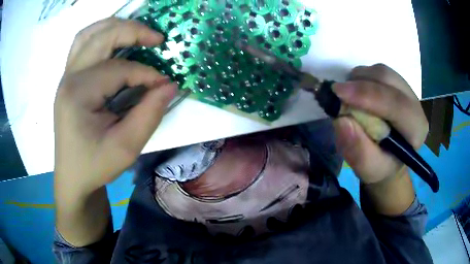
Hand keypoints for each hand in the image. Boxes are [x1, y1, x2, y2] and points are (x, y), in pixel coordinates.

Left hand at [54, 18, 176, 194]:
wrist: (72, 177)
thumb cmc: (95, 166)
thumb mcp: (126, 148)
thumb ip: (149, 114)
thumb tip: (169, 85)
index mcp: (79, 95)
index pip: (119, 70)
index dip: (146, 74)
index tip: (165, 84)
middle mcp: (69, 78)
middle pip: (102, 37)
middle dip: (133, 32)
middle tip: (158, 39)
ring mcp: (66, 76)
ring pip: (89, 34)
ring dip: (115, 26)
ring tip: (137, 31)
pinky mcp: (68, 80)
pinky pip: (82, 44)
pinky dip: (100, 35)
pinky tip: (114, 40)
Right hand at [333, 64, 428, 184]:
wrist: (387, 156)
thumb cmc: (380, 165)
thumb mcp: (368, 169)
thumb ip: (358, 152)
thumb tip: (342, 121)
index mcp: (416, 129)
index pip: (397, 104)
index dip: (368, 95)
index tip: (338, 93)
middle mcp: (415, 104)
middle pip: (388, 80)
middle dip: (360, 84)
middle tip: (337, 95)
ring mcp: (406, 89)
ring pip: (381, 71)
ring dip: (359, 80)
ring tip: (348, 98)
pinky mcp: (396, 82)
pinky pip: (376, 70)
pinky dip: (361, 78)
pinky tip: (357, 93)